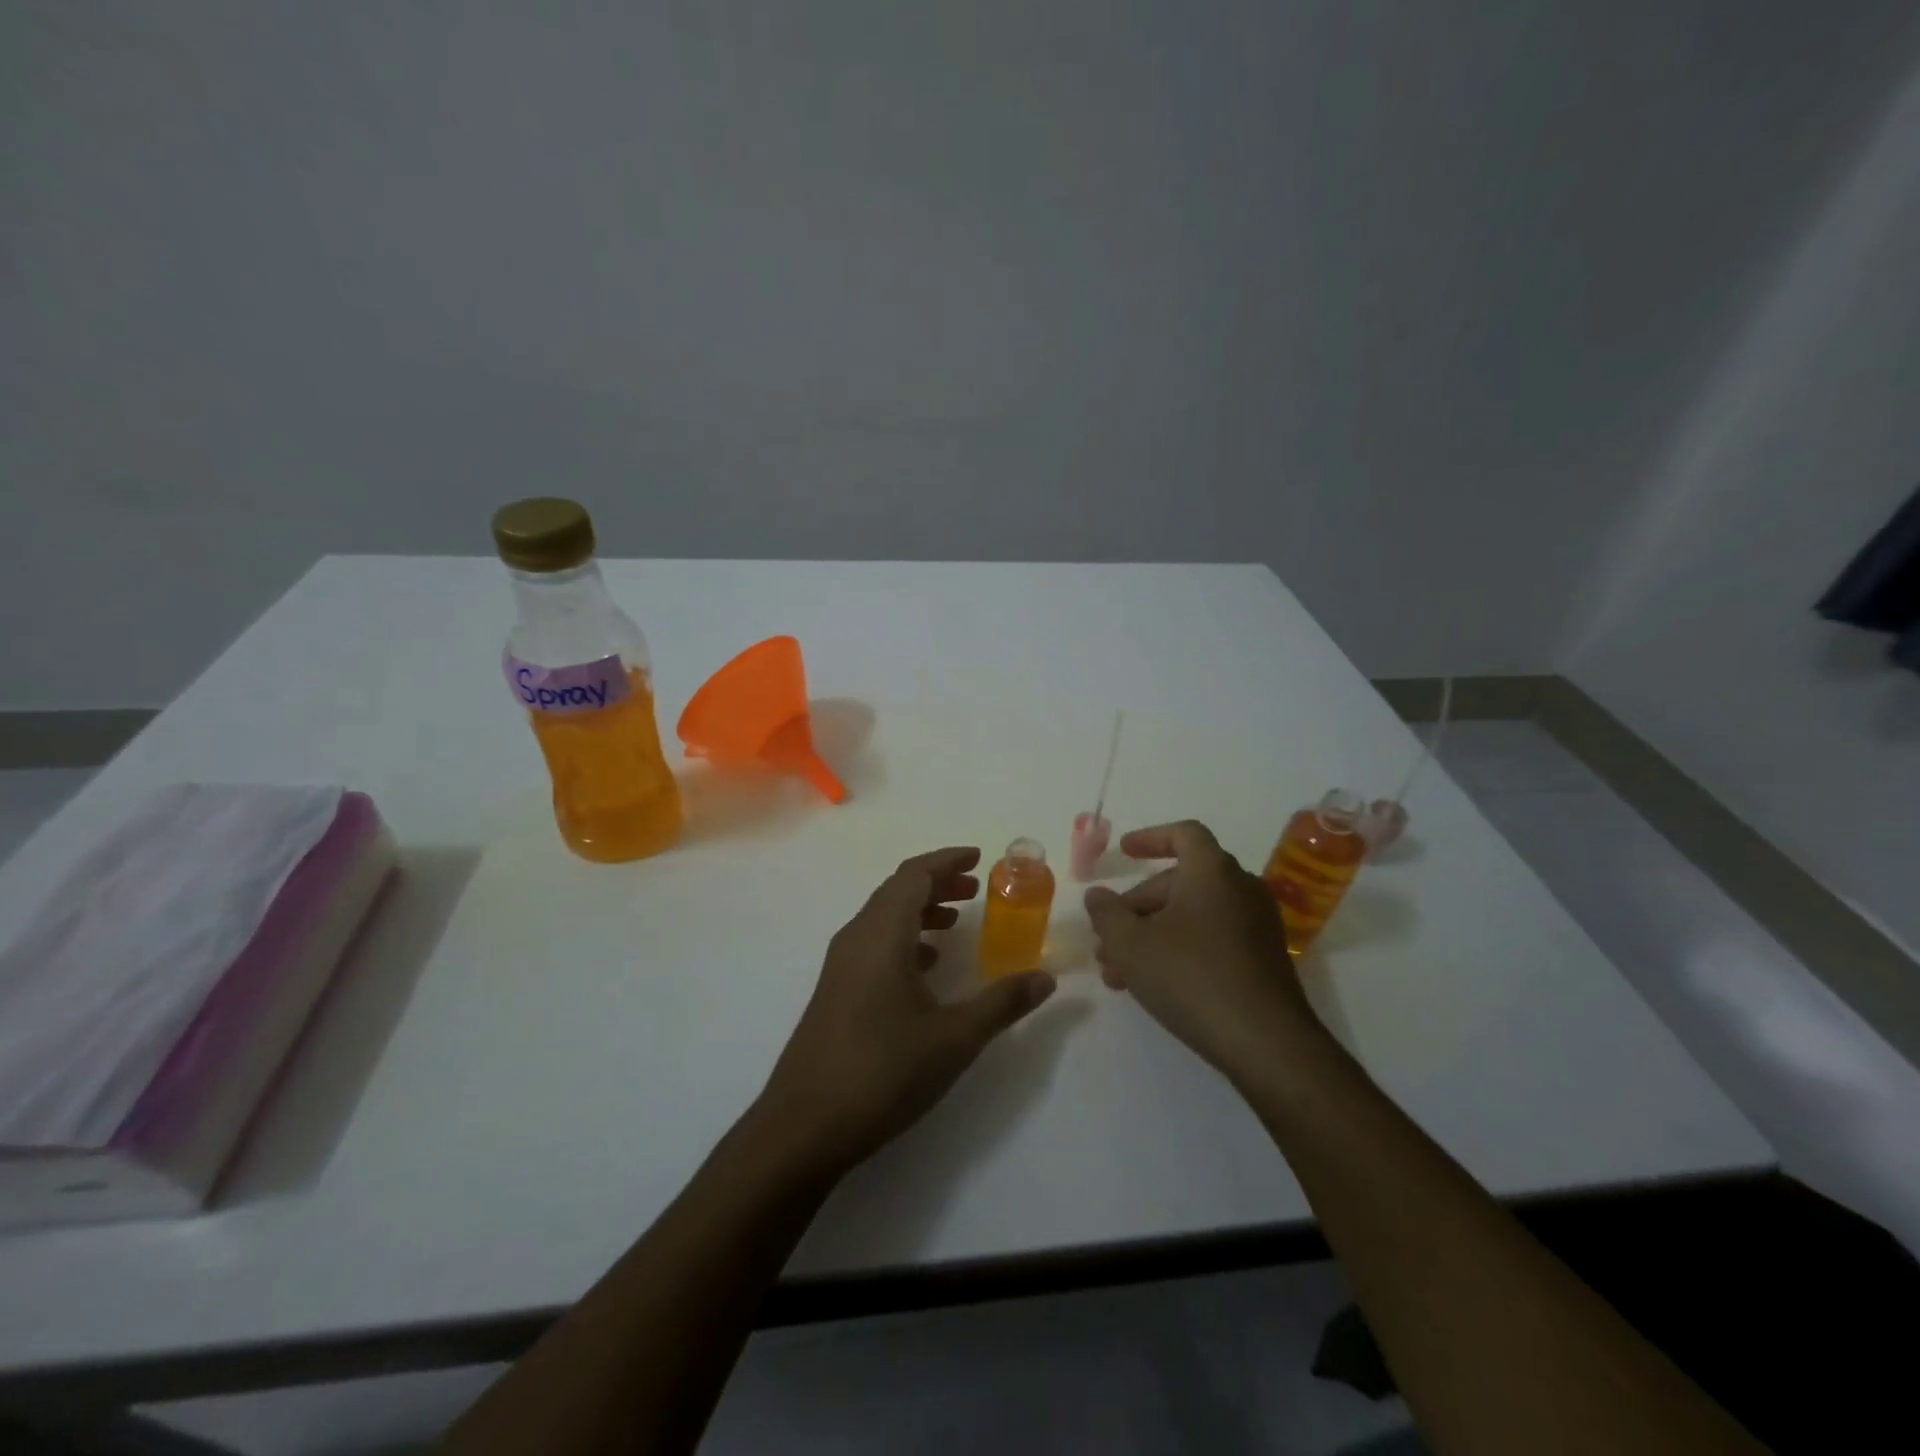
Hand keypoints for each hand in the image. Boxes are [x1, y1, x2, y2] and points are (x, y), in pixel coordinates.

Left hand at [759, 847, 1056, 1177]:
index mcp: (881, 934)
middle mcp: (856, 938)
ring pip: (884, 918)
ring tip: (956, 922)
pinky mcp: (835, 991)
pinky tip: (926, 966)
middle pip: (897, 891)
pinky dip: (904, 938)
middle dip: (937, 883)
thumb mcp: (954, 1038)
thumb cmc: (882, 1071)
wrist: (803, 1127)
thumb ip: (1002, 1003)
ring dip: (920, 910)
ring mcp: (841, 965)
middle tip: (976, 889)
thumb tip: (1046, 978)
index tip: (979, 857)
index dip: (947, 860)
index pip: (914, 875)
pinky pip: (874, 944)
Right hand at [1085, 820, 1318, 1079]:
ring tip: (1117, 972)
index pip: (1184, 834)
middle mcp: (1240, 888)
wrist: (1266, 1043)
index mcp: (1213, 871)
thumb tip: (1098, 896)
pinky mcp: (1263, 960)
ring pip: (1192, 916)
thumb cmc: (1191, 976)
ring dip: (1152, 935)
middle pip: (1181, 882)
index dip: (1150, 838)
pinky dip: (1180, 949)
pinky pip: (1213, 939)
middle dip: (1137, 908)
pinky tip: (1153, 985)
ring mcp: (1257, 926)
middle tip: (1106, 939)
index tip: (1123, 851)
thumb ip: (1106, 913)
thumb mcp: (1130, 944)